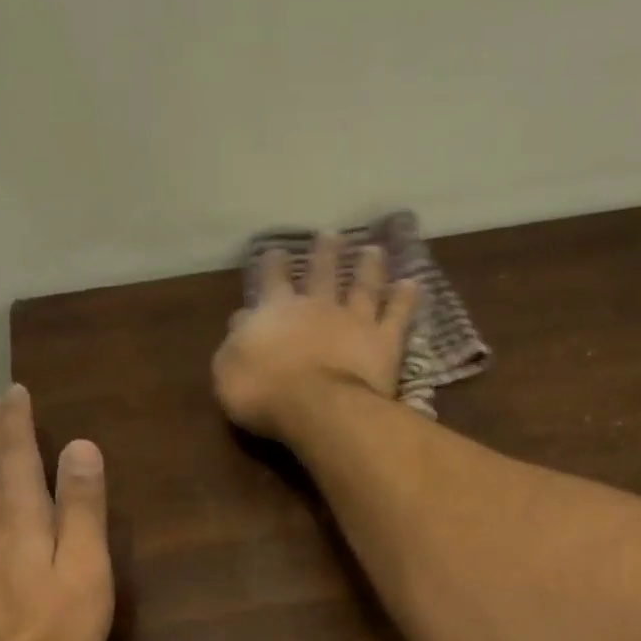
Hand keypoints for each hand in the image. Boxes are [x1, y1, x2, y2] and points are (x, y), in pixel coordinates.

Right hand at [212, 234, 417, 441]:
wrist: (315, 406)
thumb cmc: (262, 393)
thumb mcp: (228, 369)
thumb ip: (235, 342)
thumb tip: (241, 320)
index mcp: (276, 311)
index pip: (272, 281)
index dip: (272, 265)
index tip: (276, 251)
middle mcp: (317, 306)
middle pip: (321, 272)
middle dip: (325, 253)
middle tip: (331, 234)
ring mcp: (354, 321)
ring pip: (363, 286)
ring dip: (368, 267)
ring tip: (374, 250)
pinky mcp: (383, 341)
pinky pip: (398, 315)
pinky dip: (406, 299)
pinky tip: (413, 284)